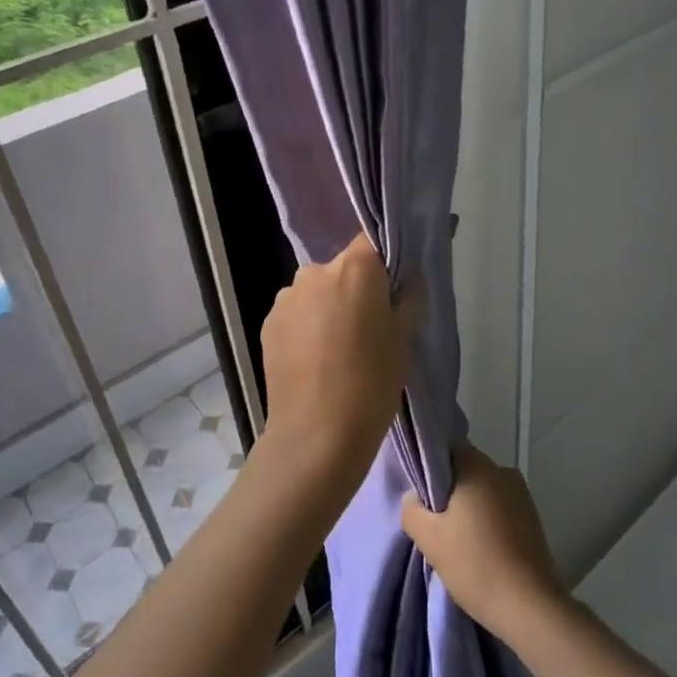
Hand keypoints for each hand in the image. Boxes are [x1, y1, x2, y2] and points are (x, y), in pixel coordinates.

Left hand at [259, 231, 421, 503]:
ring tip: (340, 348)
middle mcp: (315, 271)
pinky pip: (297, 313)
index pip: (372, 241)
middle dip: (357, 288)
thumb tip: (409, 275)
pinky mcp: (267, 323)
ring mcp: (286, 297)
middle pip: (344, 267)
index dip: (385, 258)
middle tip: (371, 326)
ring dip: (329, 307)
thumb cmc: (372, 383)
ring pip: (318, 291)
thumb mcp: (404, 339)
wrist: (316, 435)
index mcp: (355, 268)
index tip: (394, 282)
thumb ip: (409, 296)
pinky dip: (308, 326)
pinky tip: (316, 359)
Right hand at [401, 443, 566, 643]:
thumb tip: (414, 497)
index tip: (422, 495)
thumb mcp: (429, 538)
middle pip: (466, 470)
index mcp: (478, 467)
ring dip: (469, 508)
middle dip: (449, 491)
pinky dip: (487, 522)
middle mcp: (503, 471)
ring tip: (457, 541)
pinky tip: (480, 550)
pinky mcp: (533, 518)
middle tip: (435, 523)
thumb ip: (412, 509)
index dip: (431, 468)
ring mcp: (521, 495)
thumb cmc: (475, 564)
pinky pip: (500, 508)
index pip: (448, 448)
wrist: (529, 606)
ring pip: (483, 491)